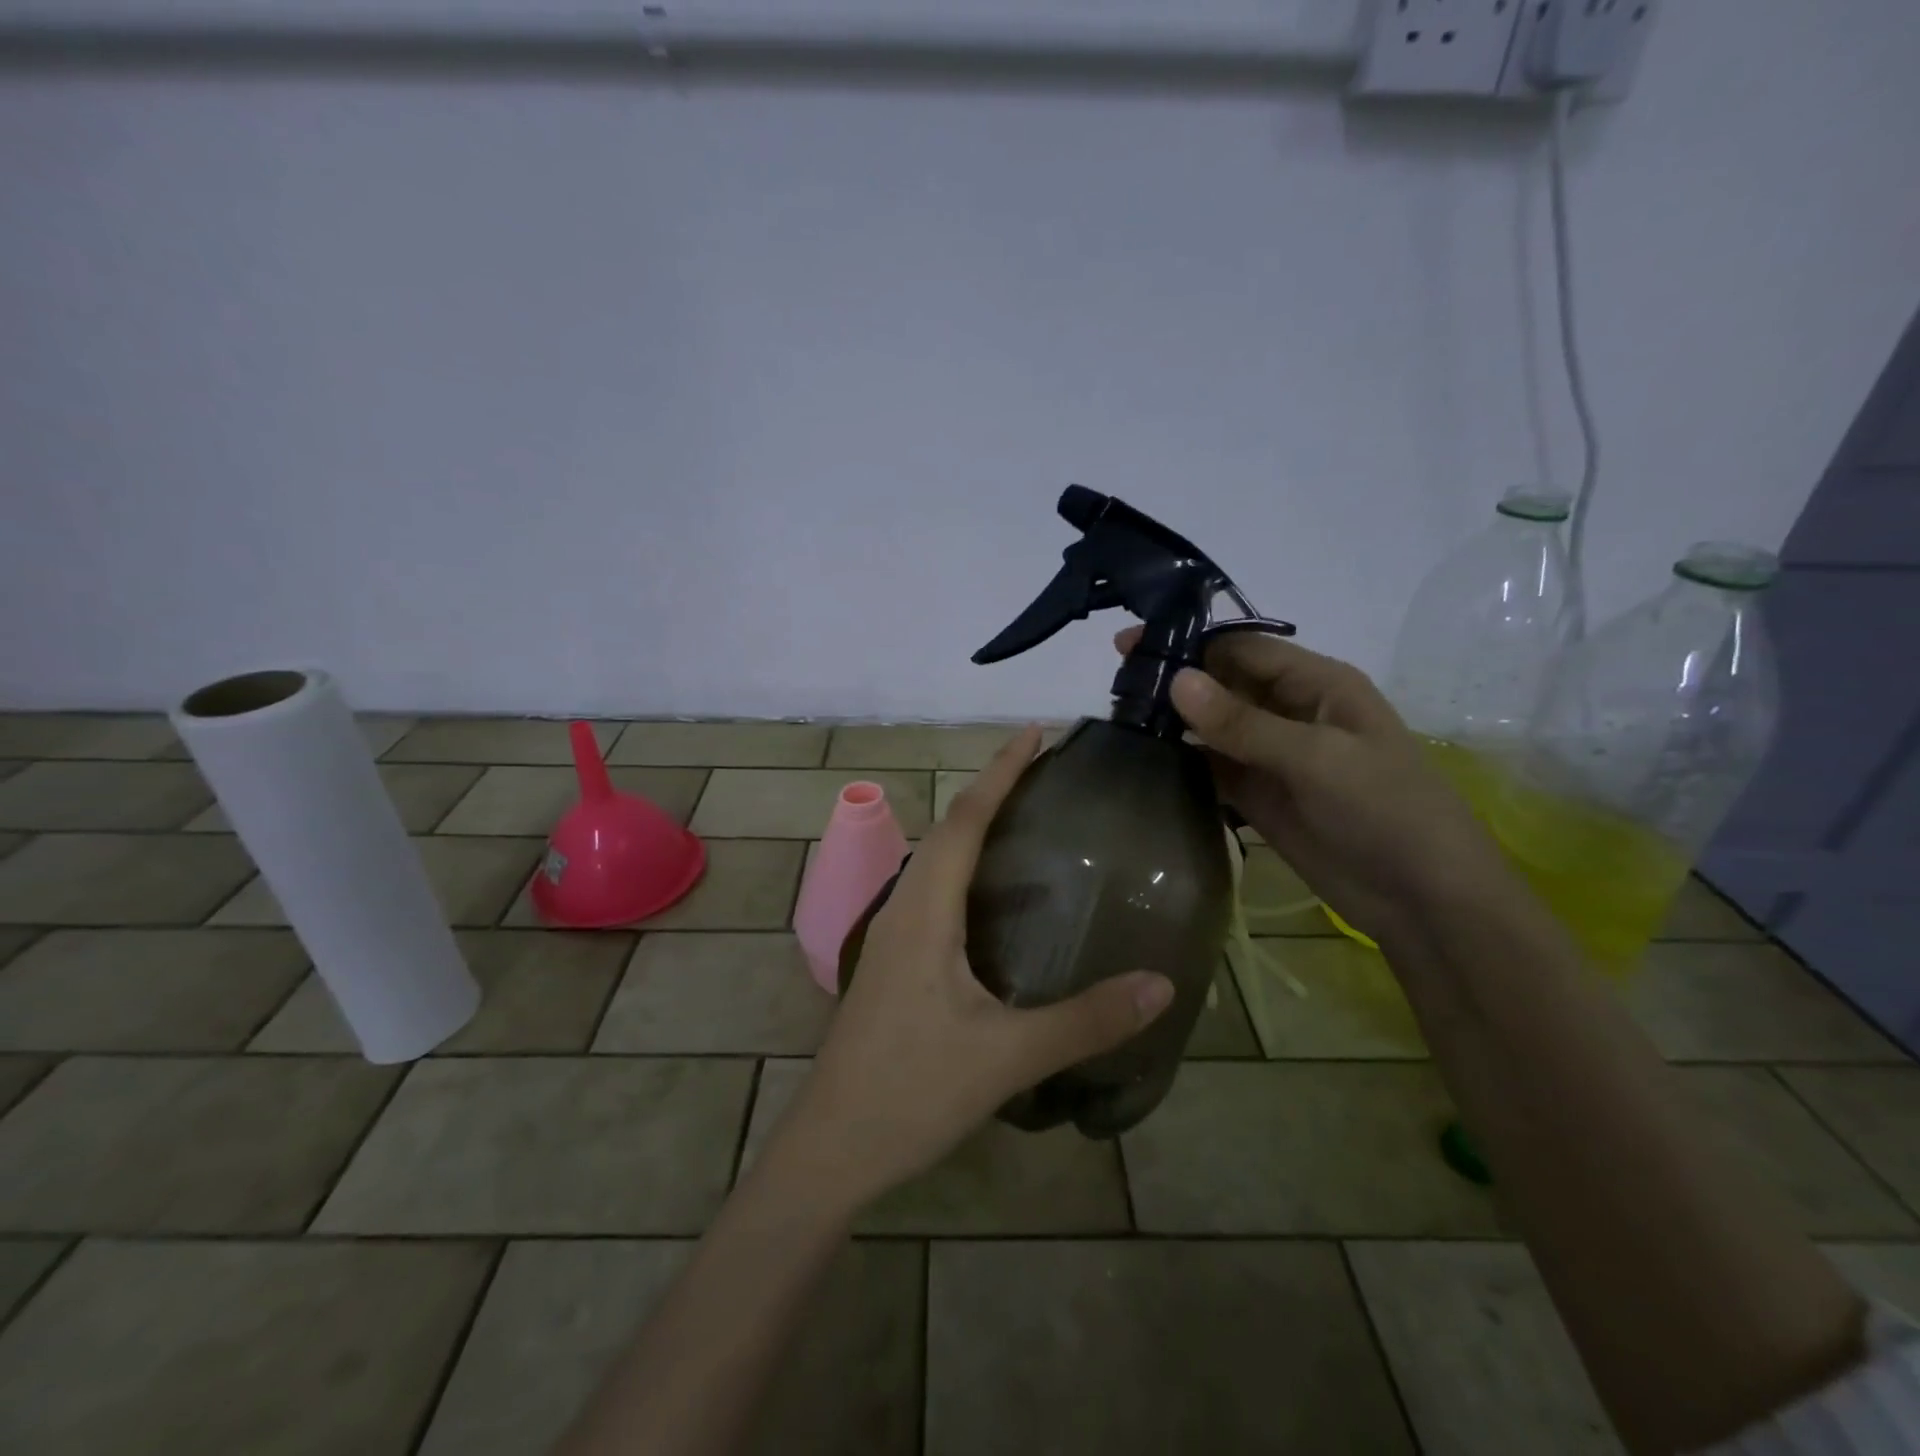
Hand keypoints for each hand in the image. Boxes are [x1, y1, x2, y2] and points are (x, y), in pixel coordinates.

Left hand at [768, 726, 1175, 1214]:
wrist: (832, 1147)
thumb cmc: (912, 1091)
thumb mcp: (1007, 1056)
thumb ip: (1085, 1019)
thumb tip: (1162, 983)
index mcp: (924, 910)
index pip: (966, 819)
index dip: (1001, 771)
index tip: (1035, 732)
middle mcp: (903, 908)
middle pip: (948, 829)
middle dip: (991, 789)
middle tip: (1044, 770)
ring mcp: (891, 936)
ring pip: (934, 860)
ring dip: (973, 826)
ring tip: (1023, 816)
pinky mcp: (892, 962)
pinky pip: (930, 891)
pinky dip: (963, 868)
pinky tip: (991, 897)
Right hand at [1116, 627, 1510, 942]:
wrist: (1422, 900)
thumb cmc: (1386, 810)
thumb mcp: (1317, 758)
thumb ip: (1243, 723)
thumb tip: (1176, 680)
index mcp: (1316, 685)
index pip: (1241, 649)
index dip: (1188, 643)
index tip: (1131, 642)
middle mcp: (1290, 712)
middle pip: (1222, 685)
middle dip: (1174, 680)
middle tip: (1115, 683)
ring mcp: (1272, 756)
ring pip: (1212, 727)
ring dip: (1173, 721)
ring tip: (1118, 717)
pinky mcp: (1258, 796)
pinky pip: (1212, 768)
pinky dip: (1182, 762)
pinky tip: (1143, 759)